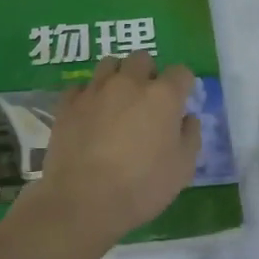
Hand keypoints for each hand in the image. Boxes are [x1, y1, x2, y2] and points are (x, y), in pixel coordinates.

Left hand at [21, 53, 201, 250]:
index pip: (181, 72)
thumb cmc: (142, 187)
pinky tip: (89, 114)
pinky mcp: (67, 104)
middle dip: (148, 73)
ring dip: (117, 76)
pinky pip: (81, 86)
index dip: (182, 86)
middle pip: (142, 59)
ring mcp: (95, 90)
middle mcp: (129, 83)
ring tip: (116, 100)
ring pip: (109, 64)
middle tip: (146, 100)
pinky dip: (88, 95)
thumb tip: (187, 118)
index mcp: (163, 96)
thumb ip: (190, 136)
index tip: (179, 103)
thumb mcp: (183, 169)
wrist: (84, 200)